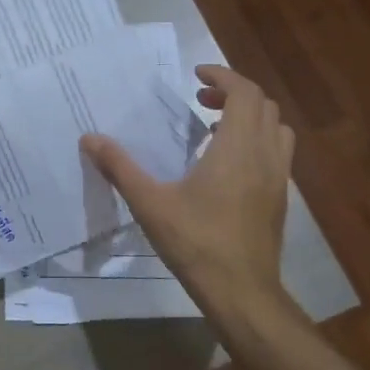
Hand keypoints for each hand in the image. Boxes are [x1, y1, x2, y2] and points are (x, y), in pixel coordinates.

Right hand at [80, 65, 292, 316]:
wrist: (243, 294)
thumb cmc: (196, 243)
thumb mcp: (150, 203)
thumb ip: (120, 167)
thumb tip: (89, 138)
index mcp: (237, 147)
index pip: (244, 92)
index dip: (222, 75)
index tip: (195, 75)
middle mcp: (265, 155)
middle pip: (263, 105)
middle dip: (232, 92)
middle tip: (200, 98)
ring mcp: (278, 178)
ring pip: (276, 128)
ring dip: (250, 116)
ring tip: (215, 127)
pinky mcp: (280, 199)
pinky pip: (277, 152)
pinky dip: (257, 141)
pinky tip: (227, 164)